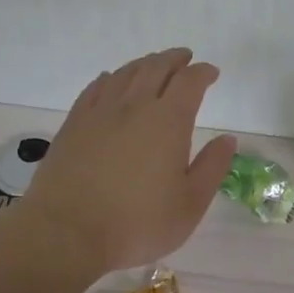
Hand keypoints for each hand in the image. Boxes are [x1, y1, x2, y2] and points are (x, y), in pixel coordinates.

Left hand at [10, 48, 237, 279]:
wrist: (66, 233)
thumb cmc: (137, 224)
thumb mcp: (190, 205)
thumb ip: (212, 168)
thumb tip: (227, 139)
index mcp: (168, 121)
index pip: (190, 82)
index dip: (203, 73)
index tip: (211, 73)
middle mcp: (134, 106)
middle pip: (156, 68)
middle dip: (174, 59)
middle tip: (185, 59)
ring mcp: (100, 112)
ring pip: (125, 74)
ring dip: (144, 64)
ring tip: (154, 65)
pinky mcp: (74, 124)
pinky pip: (95, 88)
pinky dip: (110, 78)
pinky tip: (111, 80)